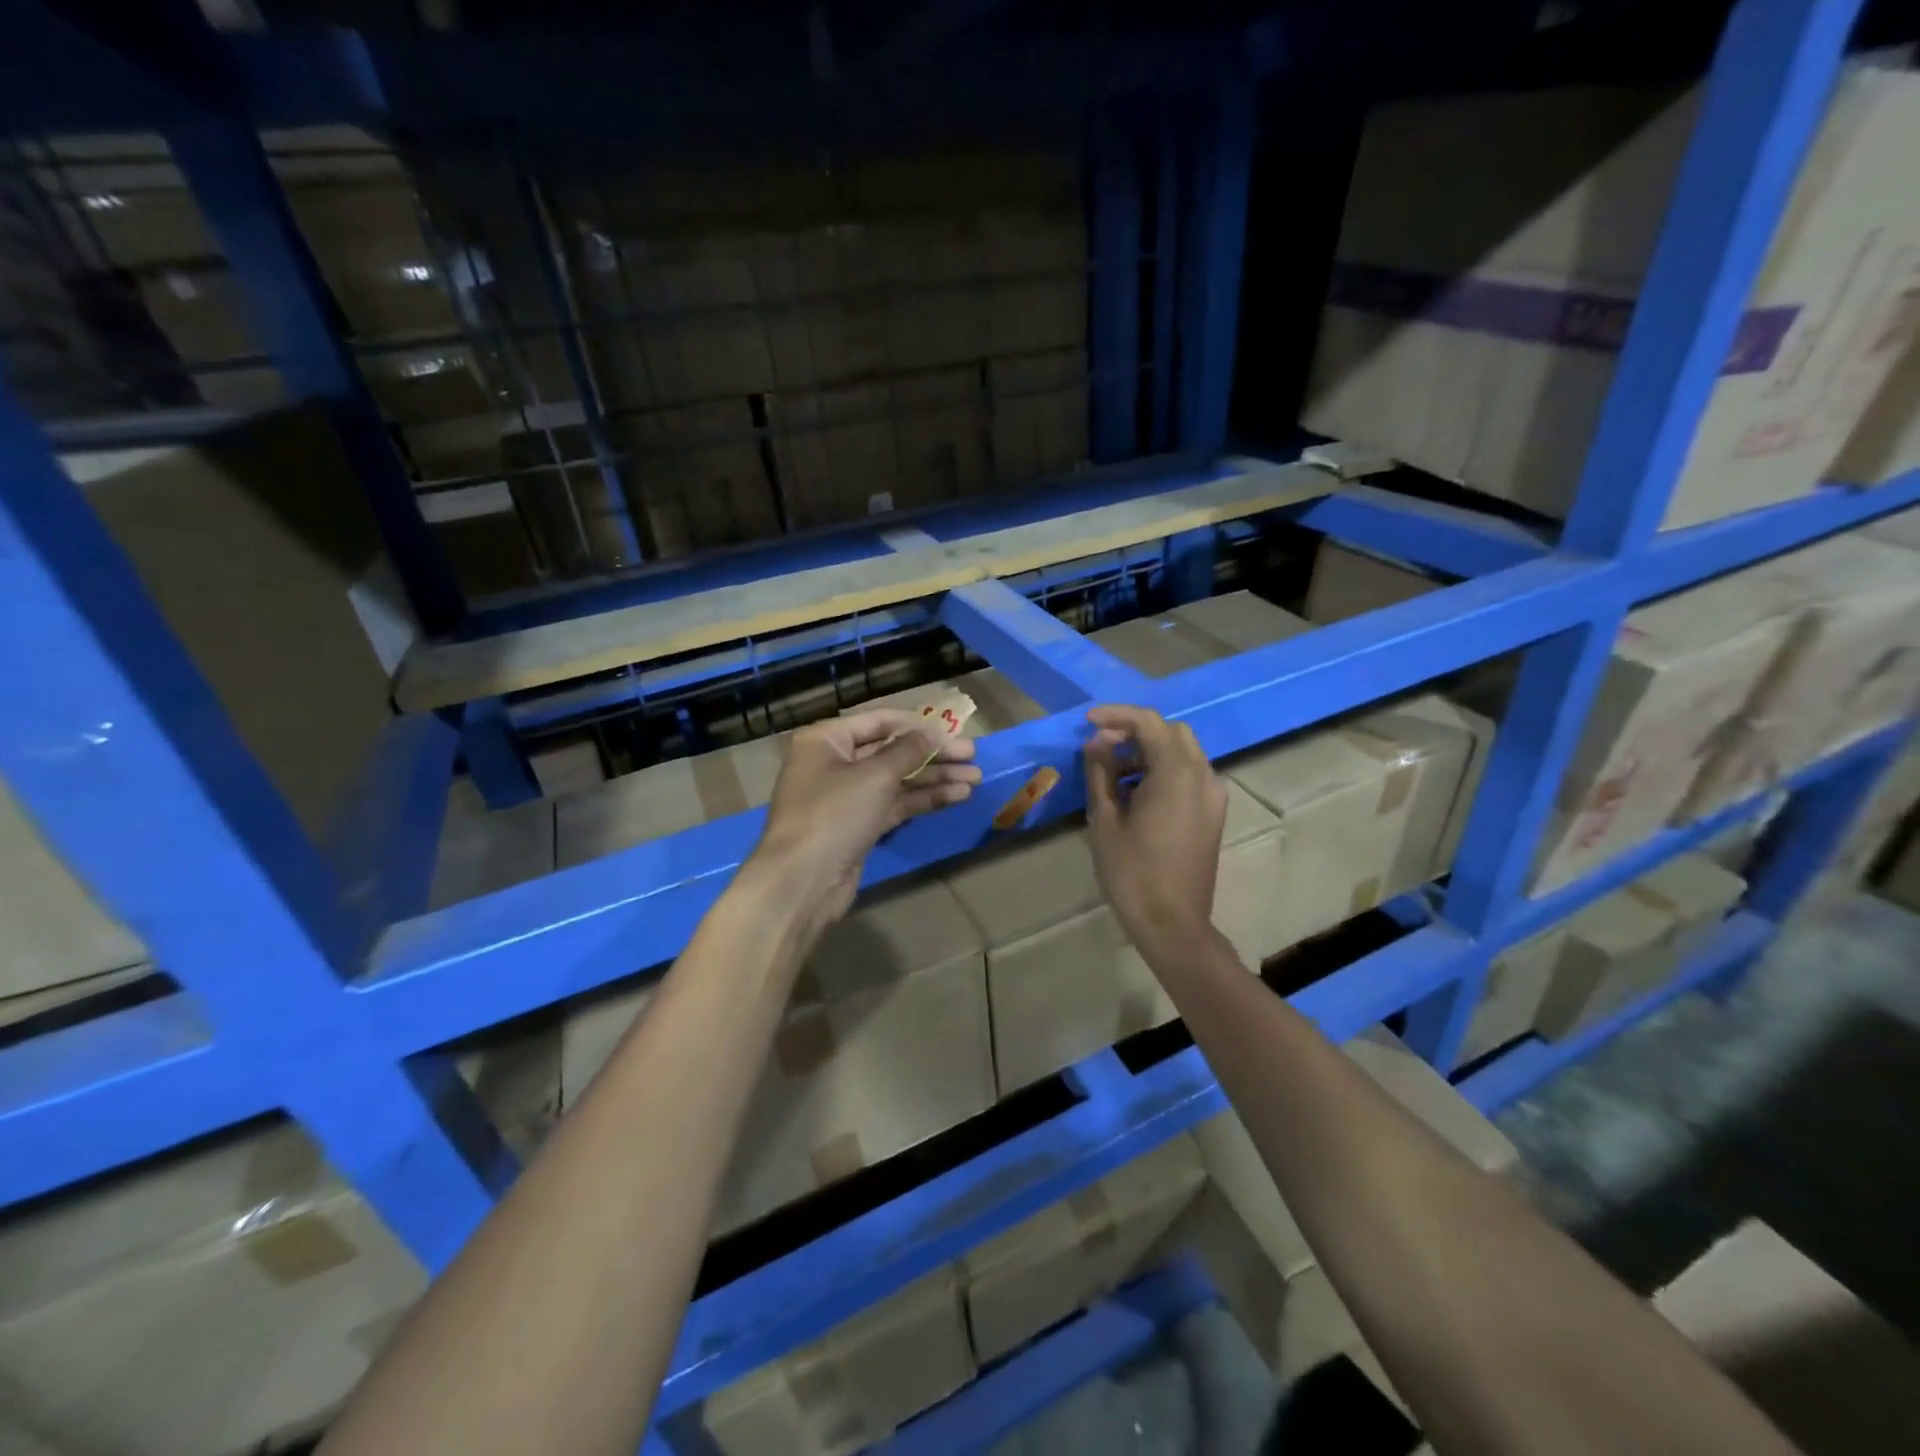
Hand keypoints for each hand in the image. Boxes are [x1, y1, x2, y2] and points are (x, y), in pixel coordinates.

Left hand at [745, 709, 980, 927]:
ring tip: (975, 778)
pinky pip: (896, 804)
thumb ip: (908, 750)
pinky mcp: (860, 825)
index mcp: (826, 740)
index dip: (917, 724)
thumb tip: (931, 733)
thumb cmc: (833, 814)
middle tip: (972, 755)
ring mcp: (847, 797)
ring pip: (898, 780)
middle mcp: (835, 763)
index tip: (953, 730)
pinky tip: (957, 796)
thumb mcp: (874, 775)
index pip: (879, 721)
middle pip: (892, 751)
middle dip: (933, 754)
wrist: (802, 882)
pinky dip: (924, 799)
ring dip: (935, 778)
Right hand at [1083, 705, 1227, 954]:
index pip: (1149, 722)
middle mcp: (1203, 775)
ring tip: (1111, 773)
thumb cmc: (1132, 872)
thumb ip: (1101, 773)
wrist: (1173, 924)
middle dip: (1134, 732)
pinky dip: (1162, 770)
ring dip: (1148, 751)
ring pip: (1182, 753)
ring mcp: (1213, 795)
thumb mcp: (1105, 819)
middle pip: (1170, 732)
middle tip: (1100, 747)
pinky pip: (1189, 776)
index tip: (1087, 722)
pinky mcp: (1213, 814)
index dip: (1116, 716)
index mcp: (1177, 772)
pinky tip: (1135, 792)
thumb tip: (1097, 743)